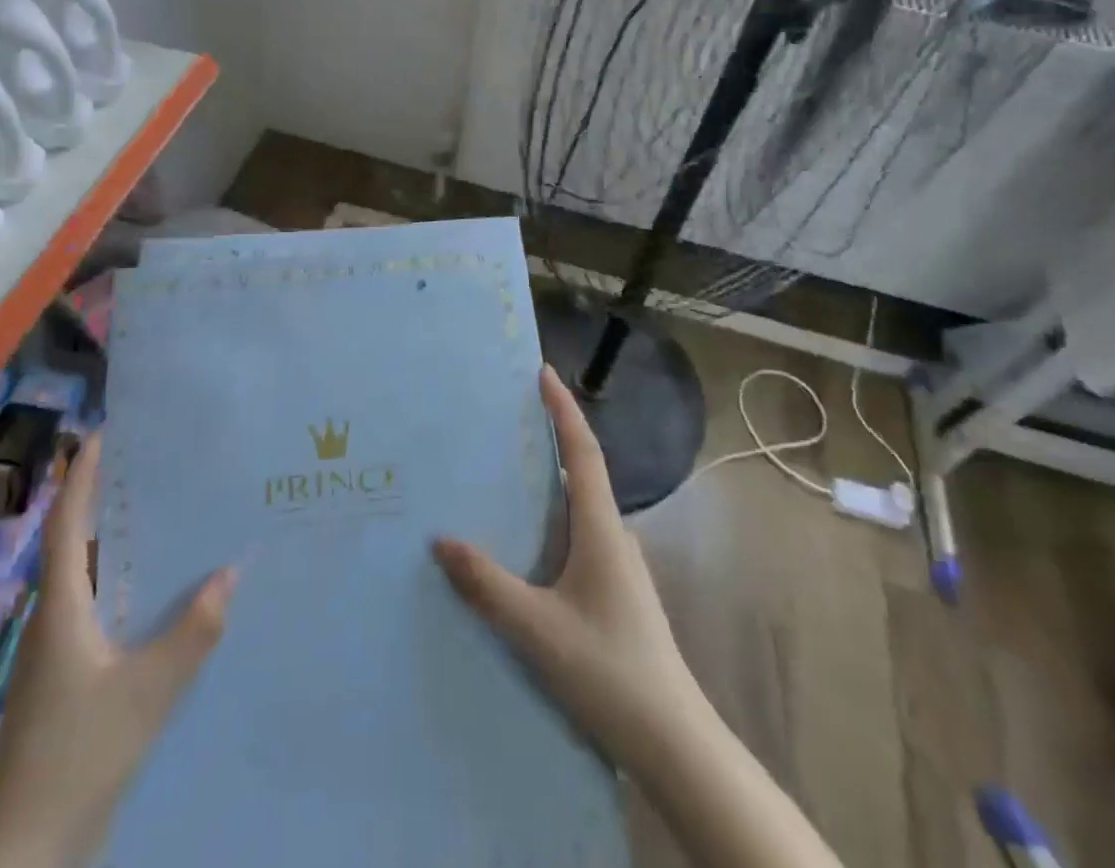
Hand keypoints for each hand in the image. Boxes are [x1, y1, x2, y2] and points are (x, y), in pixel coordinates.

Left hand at [0, 433, 236, 866]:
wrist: (25, 851)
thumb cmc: (78, 754)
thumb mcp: (145, 692)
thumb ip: (191, 633)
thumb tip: (231, 572)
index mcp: (61, 608)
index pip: (67, 525)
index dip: (80, 476)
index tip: (100, 432)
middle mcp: (55, 619)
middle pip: (76, 544)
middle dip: (105, 500)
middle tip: (149, 465)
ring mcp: (58, 652)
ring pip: (89, 580)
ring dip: (118, 544)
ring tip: (164, 516)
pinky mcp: (69, 679)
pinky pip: (99, 610)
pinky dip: (126, 587)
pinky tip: (161, 595)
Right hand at [432, 365, 702, 773]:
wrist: (673, 742)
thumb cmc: (608, 671)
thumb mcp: (537, 629)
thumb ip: (487, 585)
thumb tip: (441, 539)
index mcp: (600, 529)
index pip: (583, 451)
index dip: (563, 409)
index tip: (543, 372)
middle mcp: (613, 536)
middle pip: (583, 471)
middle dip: (552, 437)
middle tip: (510, 418)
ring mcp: (618, 565)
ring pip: (581, 507)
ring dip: (551, 480)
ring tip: (508, 473)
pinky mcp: (616, 591)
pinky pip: (580, 535)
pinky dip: (553, 518)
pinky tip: (527, 542)